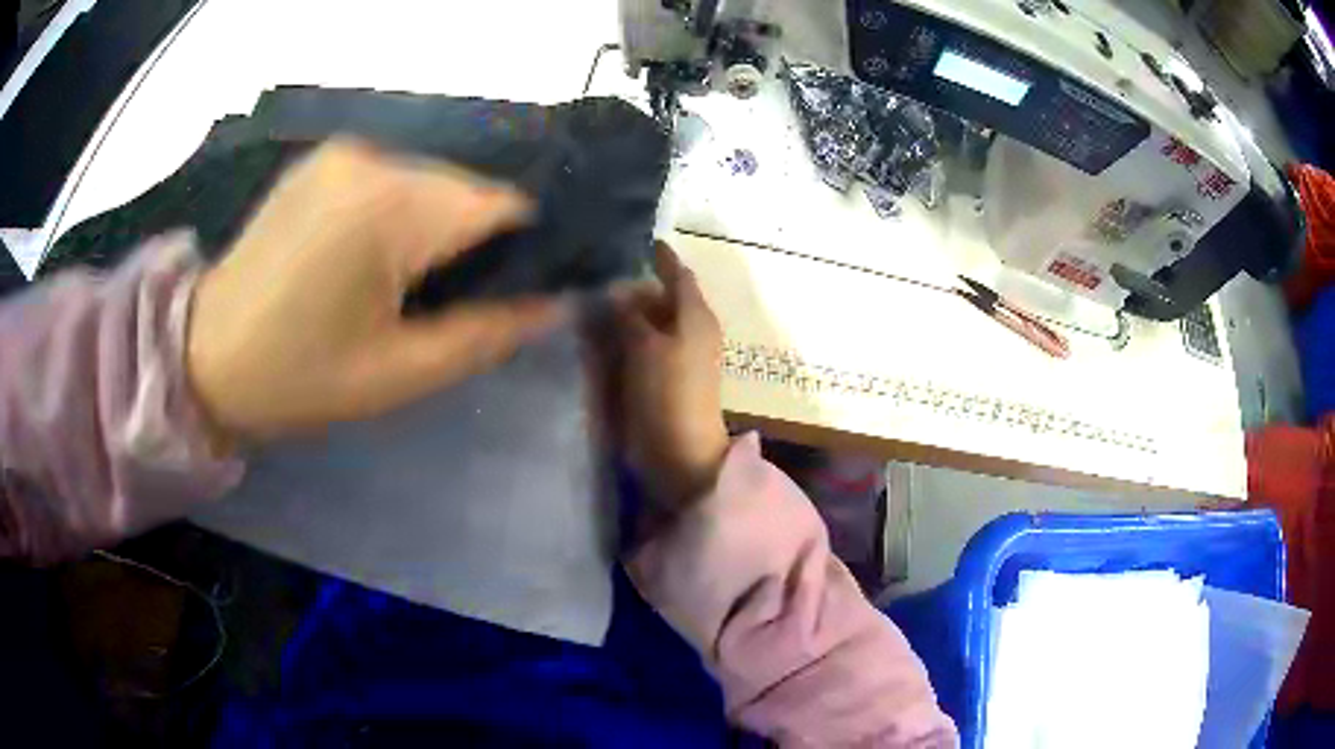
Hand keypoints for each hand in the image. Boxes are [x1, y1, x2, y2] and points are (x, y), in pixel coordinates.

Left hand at [187, 139, 566, 442]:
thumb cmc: (297, 378)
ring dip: (436, 225)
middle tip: (452, 298)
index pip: (502, 205)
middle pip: (466, 189)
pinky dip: (402, 211)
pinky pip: (391, 178)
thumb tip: (555, 304)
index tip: (519, 289)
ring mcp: (343, 152)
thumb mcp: (399, 375)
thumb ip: (486, 334)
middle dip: (475, 240)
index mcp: (389, 209)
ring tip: (406, 279)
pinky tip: (372, 253)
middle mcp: (372, 159)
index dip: (527, 247)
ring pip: (431, 181)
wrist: (205, 356)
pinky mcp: (323, 159)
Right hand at [611, 242, 728, 511]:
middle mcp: (692, 329)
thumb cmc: (668, 392)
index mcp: (696, 315)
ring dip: (632, 309)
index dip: (661, 256)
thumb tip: (618, 289)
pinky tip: (605, 329)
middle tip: (602, 269)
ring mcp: (681, 354)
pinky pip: (648, 342)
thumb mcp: (645, 346)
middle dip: (638, 282)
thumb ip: (630, 314)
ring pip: (656, 319)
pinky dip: (630, 332)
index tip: (641, 240)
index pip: (679, 274)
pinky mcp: (667, 376)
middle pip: (666, 296)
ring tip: (597, 296)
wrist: (681, 449)